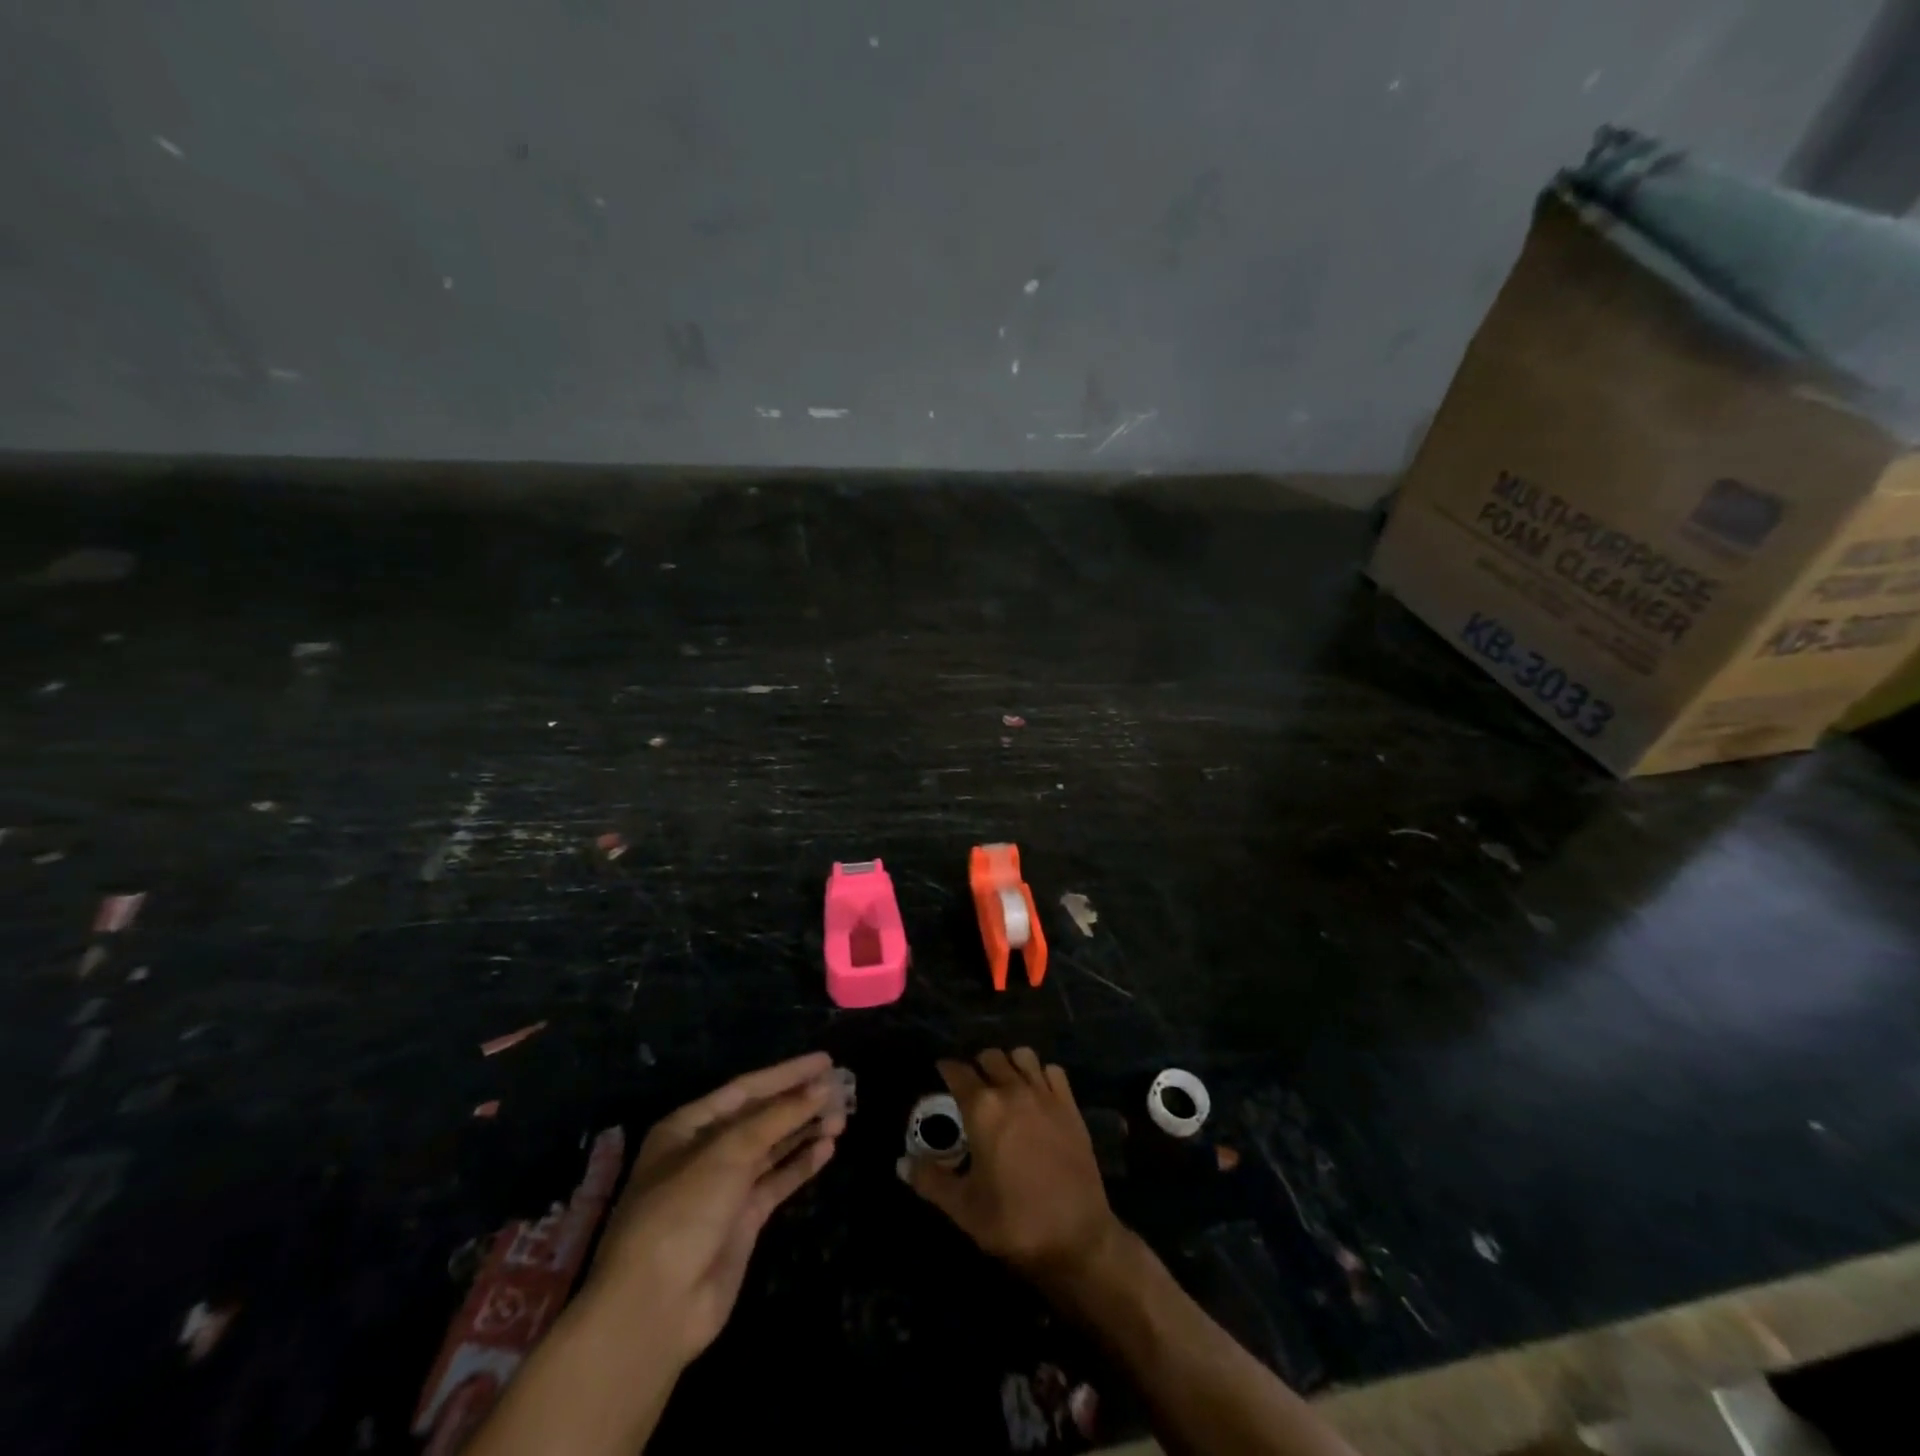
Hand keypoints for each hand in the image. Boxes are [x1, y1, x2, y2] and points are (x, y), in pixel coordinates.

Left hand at [586, 1052, 843, 1366]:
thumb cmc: (682, 1211)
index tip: (825, 1061)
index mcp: (688, 1127)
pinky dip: (801, 1165)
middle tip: (843, 1091)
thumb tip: (823, 1087)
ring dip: (805, 1131)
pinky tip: (827, 1150)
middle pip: (761, 1117)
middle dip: (799, 1103)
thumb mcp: (728, 1152)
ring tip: (842, 1119)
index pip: (746, 1088)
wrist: (655, 1308)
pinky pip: (777, 1182)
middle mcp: (706, 1152)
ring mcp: (725, 1188)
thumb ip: (778, 1117)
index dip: (786, 1073)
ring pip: (773, 1148)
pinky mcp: (743, 1221)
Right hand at [899, 1048, 1121, 1282]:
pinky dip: (1040, 1074)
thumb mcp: (963, 1208)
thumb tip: (901, 1163)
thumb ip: (930, 1180)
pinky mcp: (1070, 1105)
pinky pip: (1052, 1071)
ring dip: (1009, 1064)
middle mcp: (1012, 1090)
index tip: (940, 1073)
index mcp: (982, 1108)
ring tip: (1003, 1085)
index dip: (946, 1069)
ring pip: (1022, 1055)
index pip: (957, 1071)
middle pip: (990, 1057)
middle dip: (977, 1066)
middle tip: (971, 1088)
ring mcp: (1045, 1094)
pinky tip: (1036, 1094)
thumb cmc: (1013, 1222)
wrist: (1076, 1237)